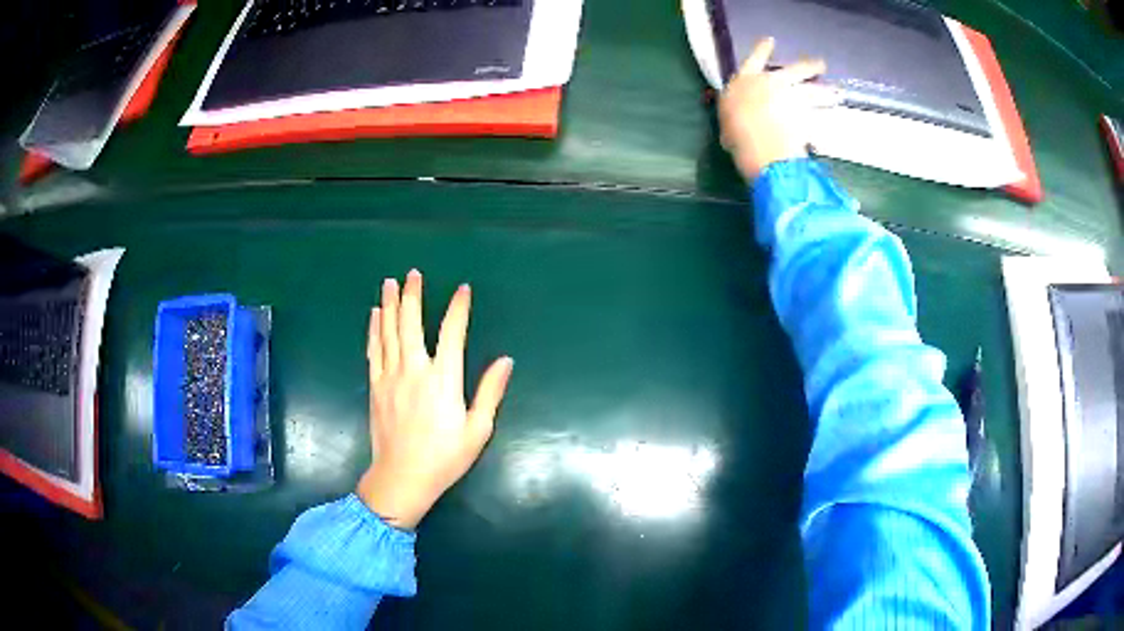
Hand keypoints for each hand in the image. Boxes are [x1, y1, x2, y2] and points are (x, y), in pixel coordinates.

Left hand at [357, 270, 513, 528]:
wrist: (402, 477)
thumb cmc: (444, 457)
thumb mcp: (477, 429)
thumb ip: (490, 392)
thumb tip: (506, 361)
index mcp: (443, 379)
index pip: (452, 333)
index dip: (458, 308)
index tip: (462, 289)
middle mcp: (414, 370)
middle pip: (411, 323)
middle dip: (412, 295)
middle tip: (412, 273)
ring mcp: (390, 376)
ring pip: (388, 331)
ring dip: (389, 304)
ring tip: (389, 282)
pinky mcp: (375, 386)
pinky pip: (373, 349)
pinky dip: (374, 329)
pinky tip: (375, 315)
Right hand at [718, 37, 835, 180]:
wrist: (761, 148)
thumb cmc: (735, 134)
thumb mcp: (728, 119)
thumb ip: (736, 112)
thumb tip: (737, 117)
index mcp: (747, 80)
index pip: (755, 57)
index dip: (763, 48)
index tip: (771, 40)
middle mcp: (772, 82)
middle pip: (796, 68)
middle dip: (810, 65)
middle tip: (821, 64)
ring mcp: (794, 98)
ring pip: (814, 90)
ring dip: (826, 91)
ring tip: (836, 93)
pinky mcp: (809, 116)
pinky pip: (820, 115)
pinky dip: (825, 116)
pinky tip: (831, 118)